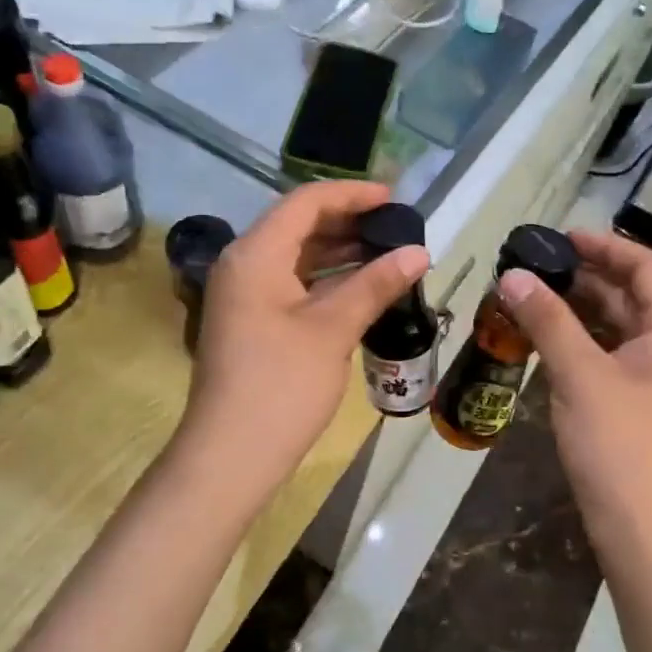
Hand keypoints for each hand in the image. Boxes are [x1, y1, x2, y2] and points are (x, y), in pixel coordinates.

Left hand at [180, 181, 429, 488]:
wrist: (231, 456)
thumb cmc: (281, 386)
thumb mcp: (333, 330)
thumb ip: (375, 284)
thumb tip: (419, 252)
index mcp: (255, 254)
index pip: (306, 202)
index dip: (352, 194)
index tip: (395, 199)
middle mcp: (244, 264)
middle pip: (299, 225)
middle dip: (348, 221)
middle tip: (397, 227)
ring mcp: (244, 295)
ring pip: (297, 256)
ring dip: (340, 251)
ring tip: (388, 253)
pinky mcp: (252, 322)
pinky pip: (293, 284)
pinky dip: (327, 280)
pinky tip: (362, 288)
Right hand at [497, 230, 651, 567]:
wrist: (645, 532)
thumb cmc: (621, 446)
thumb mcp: (581, 375)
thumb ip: (548, 321)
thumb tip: (514, 275)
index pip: (644, 267)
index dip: (604, 246)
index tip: (558, 237)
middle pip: (629, 295)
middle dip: (583, 277)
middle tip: (533, 266)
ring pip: (615, 328)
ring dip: (576, 309)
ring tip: (529, 296)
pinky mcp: (635, 404)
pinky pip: (607, 357)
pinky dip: (577, 342)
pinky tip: (543, 339)